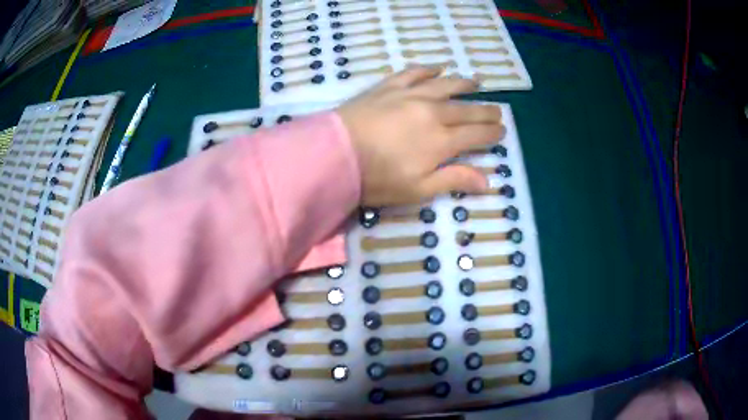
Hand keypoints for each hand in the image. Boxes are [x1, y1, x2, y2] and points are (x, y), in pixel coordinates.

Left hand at [337, 66, 503, 205]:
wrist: (334, 155)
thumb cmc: (377, 178)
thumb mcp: (418, 189)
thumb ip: (454, 180)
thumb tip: (488, 181)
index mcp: (442, 141)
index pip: (477, 134)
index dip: (492, 133)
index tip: (502, 130)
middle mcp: (433, 112)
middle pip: (466, 110)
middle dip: (485, 111)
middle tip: (497, 110)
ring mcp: (410, 95)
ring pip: (445, 85)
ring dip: (463, 83)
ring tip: (476, 82)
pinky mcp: (388, 87)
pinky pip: (413, 72)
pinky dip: (427, 69)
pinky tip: (437, 67)